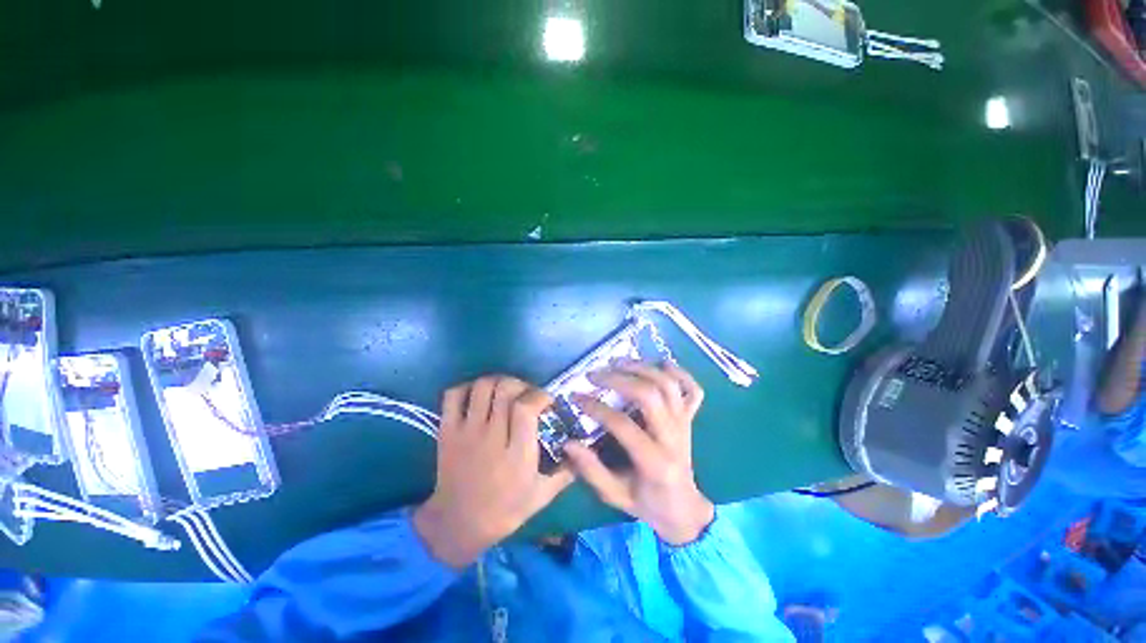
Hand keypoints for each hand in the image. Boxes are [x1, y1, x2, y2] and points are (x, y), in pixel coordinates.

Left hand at [414, 377, 572, 567]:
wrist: (458, 525)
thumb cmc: (505, 510)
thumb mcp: (542, 496)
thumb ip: (566, 471)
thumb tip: (583, 449)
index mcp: (516, 454)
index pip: (526, 408)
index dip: (540, 395)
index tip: (546, 400)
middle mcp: (491, 437)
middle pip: (505, 389)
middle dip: (521, 384)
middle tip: (526, 394)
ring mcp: (466, 432)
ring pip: (482, 387)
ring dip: (497, 381)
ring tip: (504, 392)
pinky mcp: (447, 432)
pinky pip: (453, 396)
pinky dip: (466, 387)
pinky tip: (478, 396)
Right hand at [563, 362, 714, 545]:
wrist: (684, 508)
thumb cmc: (647, 502)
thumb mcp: (615, 495)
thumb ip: (591, 471)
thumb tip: (568, 443)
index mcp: (654, 462)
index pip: (623, 425)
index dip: (596, 408)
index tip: (576, 397)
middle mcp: (673, 437)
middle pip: (650, 395)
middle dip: (619, 379)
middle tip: (594, 375)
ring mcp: (685, 424)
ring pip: (668, 385)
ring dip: (642, 368)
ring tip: (617, 362)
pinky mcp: (690, 418)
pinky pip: (693, 389)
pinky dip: (679, 372)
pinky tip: (659, 364)